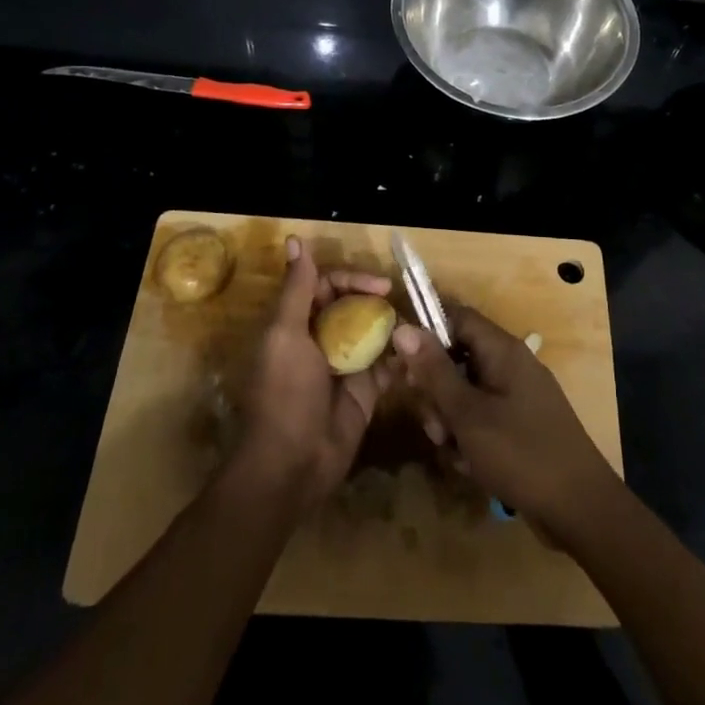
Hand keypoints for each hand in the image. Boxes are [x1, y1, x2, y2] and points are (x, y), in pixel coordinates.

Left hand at [236, 236, 391, 511]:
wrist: (292, 465)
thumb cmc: (285, 394)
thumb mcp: (286, 335)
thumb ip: (297, 288)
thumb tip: (296, 239)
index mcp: (296, 323)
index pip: (327, 285)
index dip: (352, 279)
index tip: (379, 286)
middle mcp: (320, 339)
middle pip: (352, 305)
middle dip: (375, 300)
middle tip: (399, 302)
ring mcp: (344, 366)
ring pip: (372, 332)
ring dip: (391, 326)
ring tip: (415, 324)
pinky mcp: (365, 392)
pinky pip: (387, 365)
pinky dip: (401, 356)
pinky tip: (418, 351)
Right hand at [391, 307, 621, 545]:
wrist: (580, 508)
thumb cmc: (520, 453)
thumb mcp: (468, 414)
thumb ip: (434, 371)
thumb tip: (403, 328)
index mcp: (502, 350)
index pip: (456, 316)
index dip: (425, 331)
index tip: (399, 362)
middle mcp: (511, 364)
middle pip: (457, 357)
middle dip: (437, 391)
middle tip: (433, 425)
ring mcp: (518, 395)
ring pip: (466, 392)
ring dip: (451, 420)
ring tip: (454, 451)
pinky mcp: (521, 423)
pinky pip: (483, 416)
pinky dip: (470, 437)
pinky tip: (471, 466)